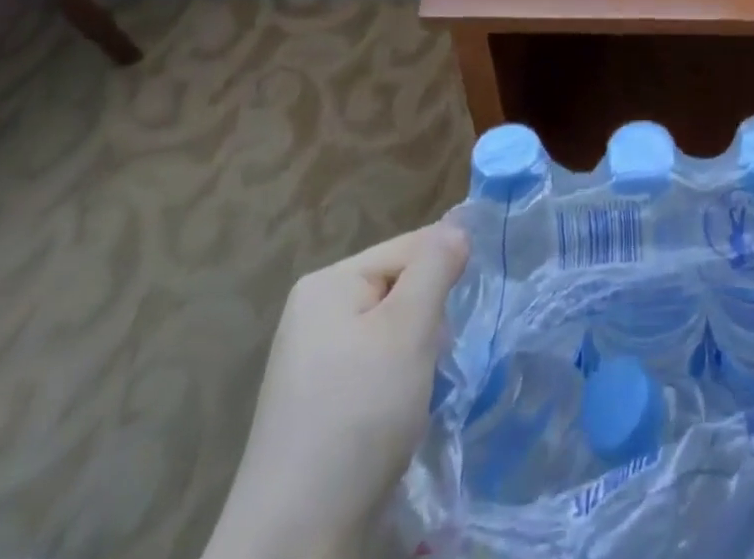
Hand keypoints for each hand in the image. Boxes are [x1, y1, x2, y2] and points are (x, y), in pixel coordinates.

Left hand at [203, 223, 469, 558]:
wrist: (296, 540)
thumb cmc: (358, 415)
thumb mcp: (408, 329)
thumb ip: (436, 267)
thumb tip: (458, 227)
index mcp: (329, 282)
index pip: (409, 247)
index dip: (442, 273)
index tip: (457, 316)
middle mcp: (315, 312)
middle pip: (400, 287)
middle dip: (428, 319)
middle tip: (431, 361)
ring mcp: (313, 360)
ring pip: (393, 330)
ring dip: (416, 355)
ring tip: (416, 393)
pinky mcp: (319, 403)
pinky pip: (375, 367)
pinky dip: (396, 384)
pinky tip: (398, 416)